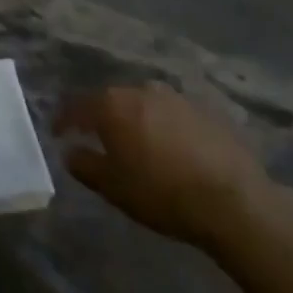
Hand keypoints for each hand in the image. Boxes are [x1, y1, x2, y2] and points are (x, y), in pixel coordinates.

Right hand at [55, 84, 271, 247]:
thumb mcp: (113, 187)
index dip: (63, 120)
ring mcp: (177, 98)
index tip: (58, 133)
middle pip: (112, 100)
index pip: (76, 106)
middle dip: (103, 117)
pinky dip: (166, 127)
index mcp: (112, 105)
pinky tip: (173, 148)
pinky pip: (174, 115)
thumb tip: (70, 151)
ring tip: (139, 142)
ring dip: (137, 120)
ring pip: (145, 104)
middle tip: (99, 138)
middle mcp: (141, 90)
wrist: (235, 202)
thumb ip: (84, 165)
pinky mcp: (207, 111)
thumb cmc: (162, 193)